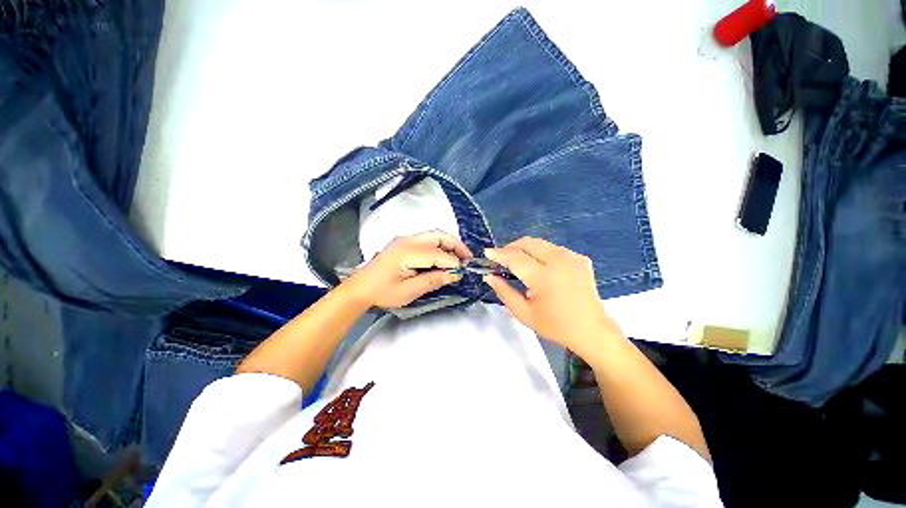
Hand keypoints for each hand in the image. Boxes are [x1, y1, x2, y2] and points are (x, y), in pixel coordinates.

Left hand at [343, 231, 471, 308]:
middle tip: (467, 258)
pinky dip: (439, 247)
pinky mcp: (404, 243)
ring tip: (459, 258)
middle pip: (439, 235)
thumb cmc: (382, 292)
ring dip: (449, 245)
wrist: (359, 288)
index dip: (453, 262)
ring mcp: (405, 239)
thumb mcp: (409, 291)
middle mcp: (408, 240)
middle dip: (456, 245)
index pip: (438, 253)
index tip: (463, 272)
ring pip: (434, 235)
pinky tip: (444, 257)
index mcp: (408, 251)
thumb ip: (433, 280)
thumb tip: (455, 274)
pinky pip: (427, 240)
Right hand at [483, 237, 622, 358]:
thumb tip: (489, 276)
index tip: (487, 253)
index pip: (515, 257)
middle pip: (528, 243)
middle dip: (511, 247)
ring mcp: (572, 257)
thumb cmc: (555, 325)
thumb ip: (504, 292)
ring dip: (525, 249)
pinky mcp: (580, 258)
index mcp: (544, 278)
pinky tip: (539, 267)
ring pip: (540, 243)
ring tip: (518, 262)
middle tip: (502, 259)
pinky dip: (540, 253)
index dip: (499, 254)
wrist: (591, 330)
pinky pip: (553, 248)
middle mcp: (559, 261)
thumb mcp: (523, 313)